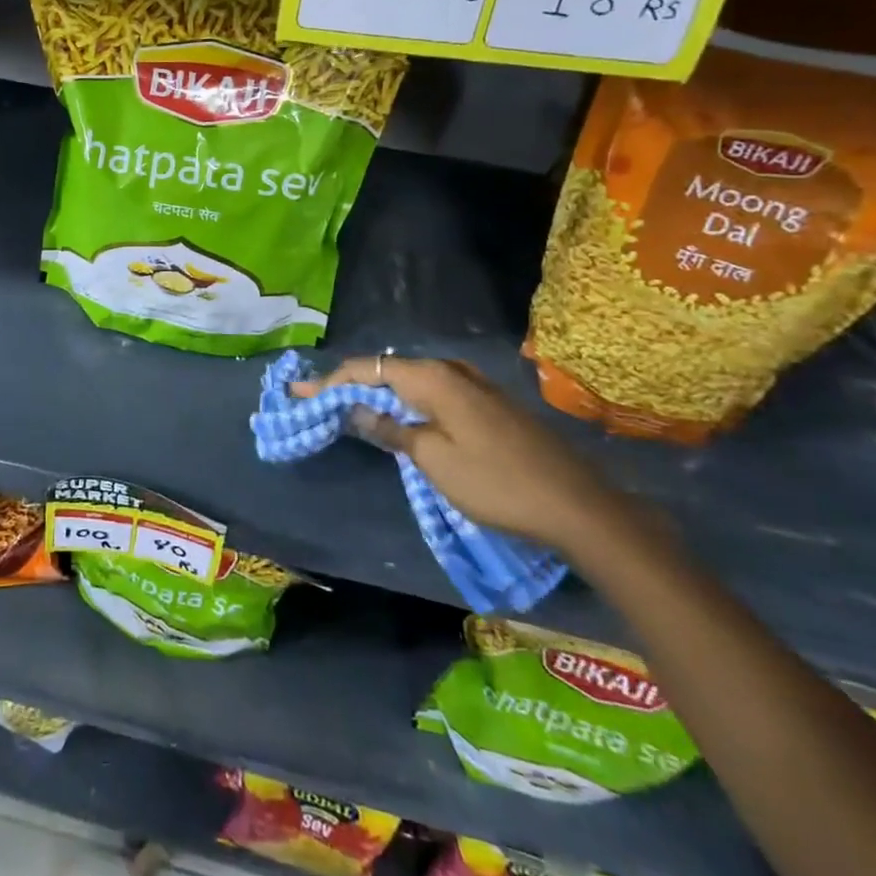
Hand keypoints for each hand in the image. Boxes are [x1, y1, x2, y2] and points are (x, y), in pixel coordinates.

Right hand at [293, 356, 620, 550]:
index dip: (330, 381)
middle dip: (350, 383)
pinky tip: (394, 414)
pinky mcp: (487, 405)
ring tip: (345, 405)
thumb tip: (357, 408)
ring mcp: (473, 386)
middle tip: (315, 399)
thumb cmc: (496, 482)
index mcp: (434, 378)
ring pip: (410, 380)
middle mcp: (452, 371)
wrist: (577, 506)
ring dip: (377, 391)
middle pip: (388, 369)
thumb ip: (391, 428)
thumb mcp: (433, 459)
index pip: (368, 369)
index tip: (298, 392)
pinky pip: (431, 392)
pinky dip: (404, 400)